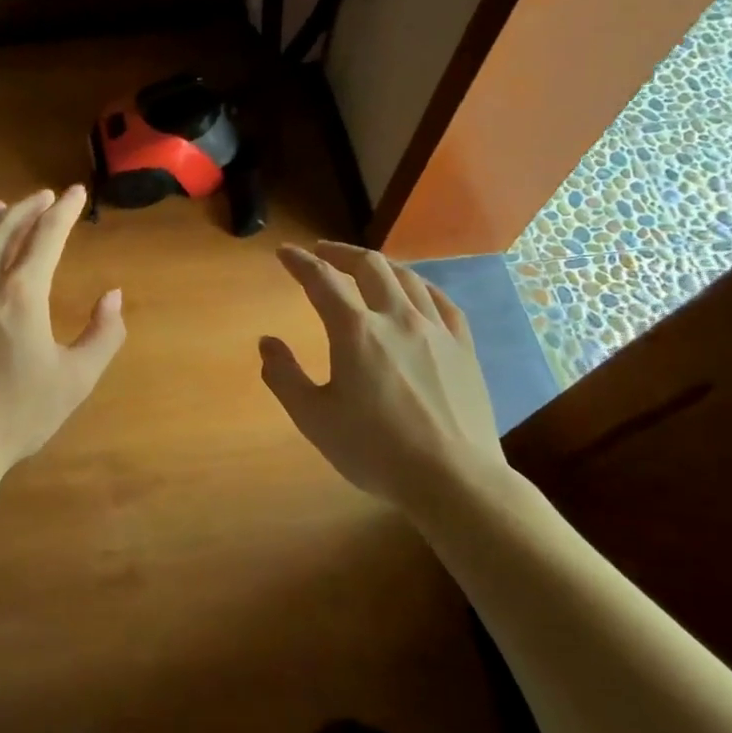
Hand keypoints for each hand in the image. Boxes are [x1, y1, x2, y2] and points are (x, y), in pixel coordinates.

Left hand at [0, 186, 124, 475]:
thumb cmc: (13, 415)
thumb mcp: (74, 380)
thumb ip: (104, 334)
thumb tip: (114, 295)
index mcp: (21, 291)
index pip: (47, 233)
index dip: (65, 210)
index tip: (76, 194)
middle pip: (6, 224)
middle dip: (30, 207)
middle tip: (46, 198)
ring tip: (4, 208)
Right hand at [259, 241, 508, 513]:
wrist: (454, 480)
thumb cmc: (375, 451)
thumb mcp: (314, 418)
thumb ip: (284, 376)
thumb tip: (267, 342)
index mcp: (355, 331)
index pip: (321, 280)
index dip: (300, 262)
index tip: (285, 253)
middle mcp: (396, 318)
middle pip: (369, 266)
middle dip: (340, 253)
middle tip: (322, 253)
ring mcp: (436, 330)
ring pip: (407, 278)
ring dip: (379, 264)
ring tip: (364, 266)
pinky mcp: (464, 348)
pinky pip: (442, 301)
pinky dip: (420, 286)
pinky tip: (416, 292)